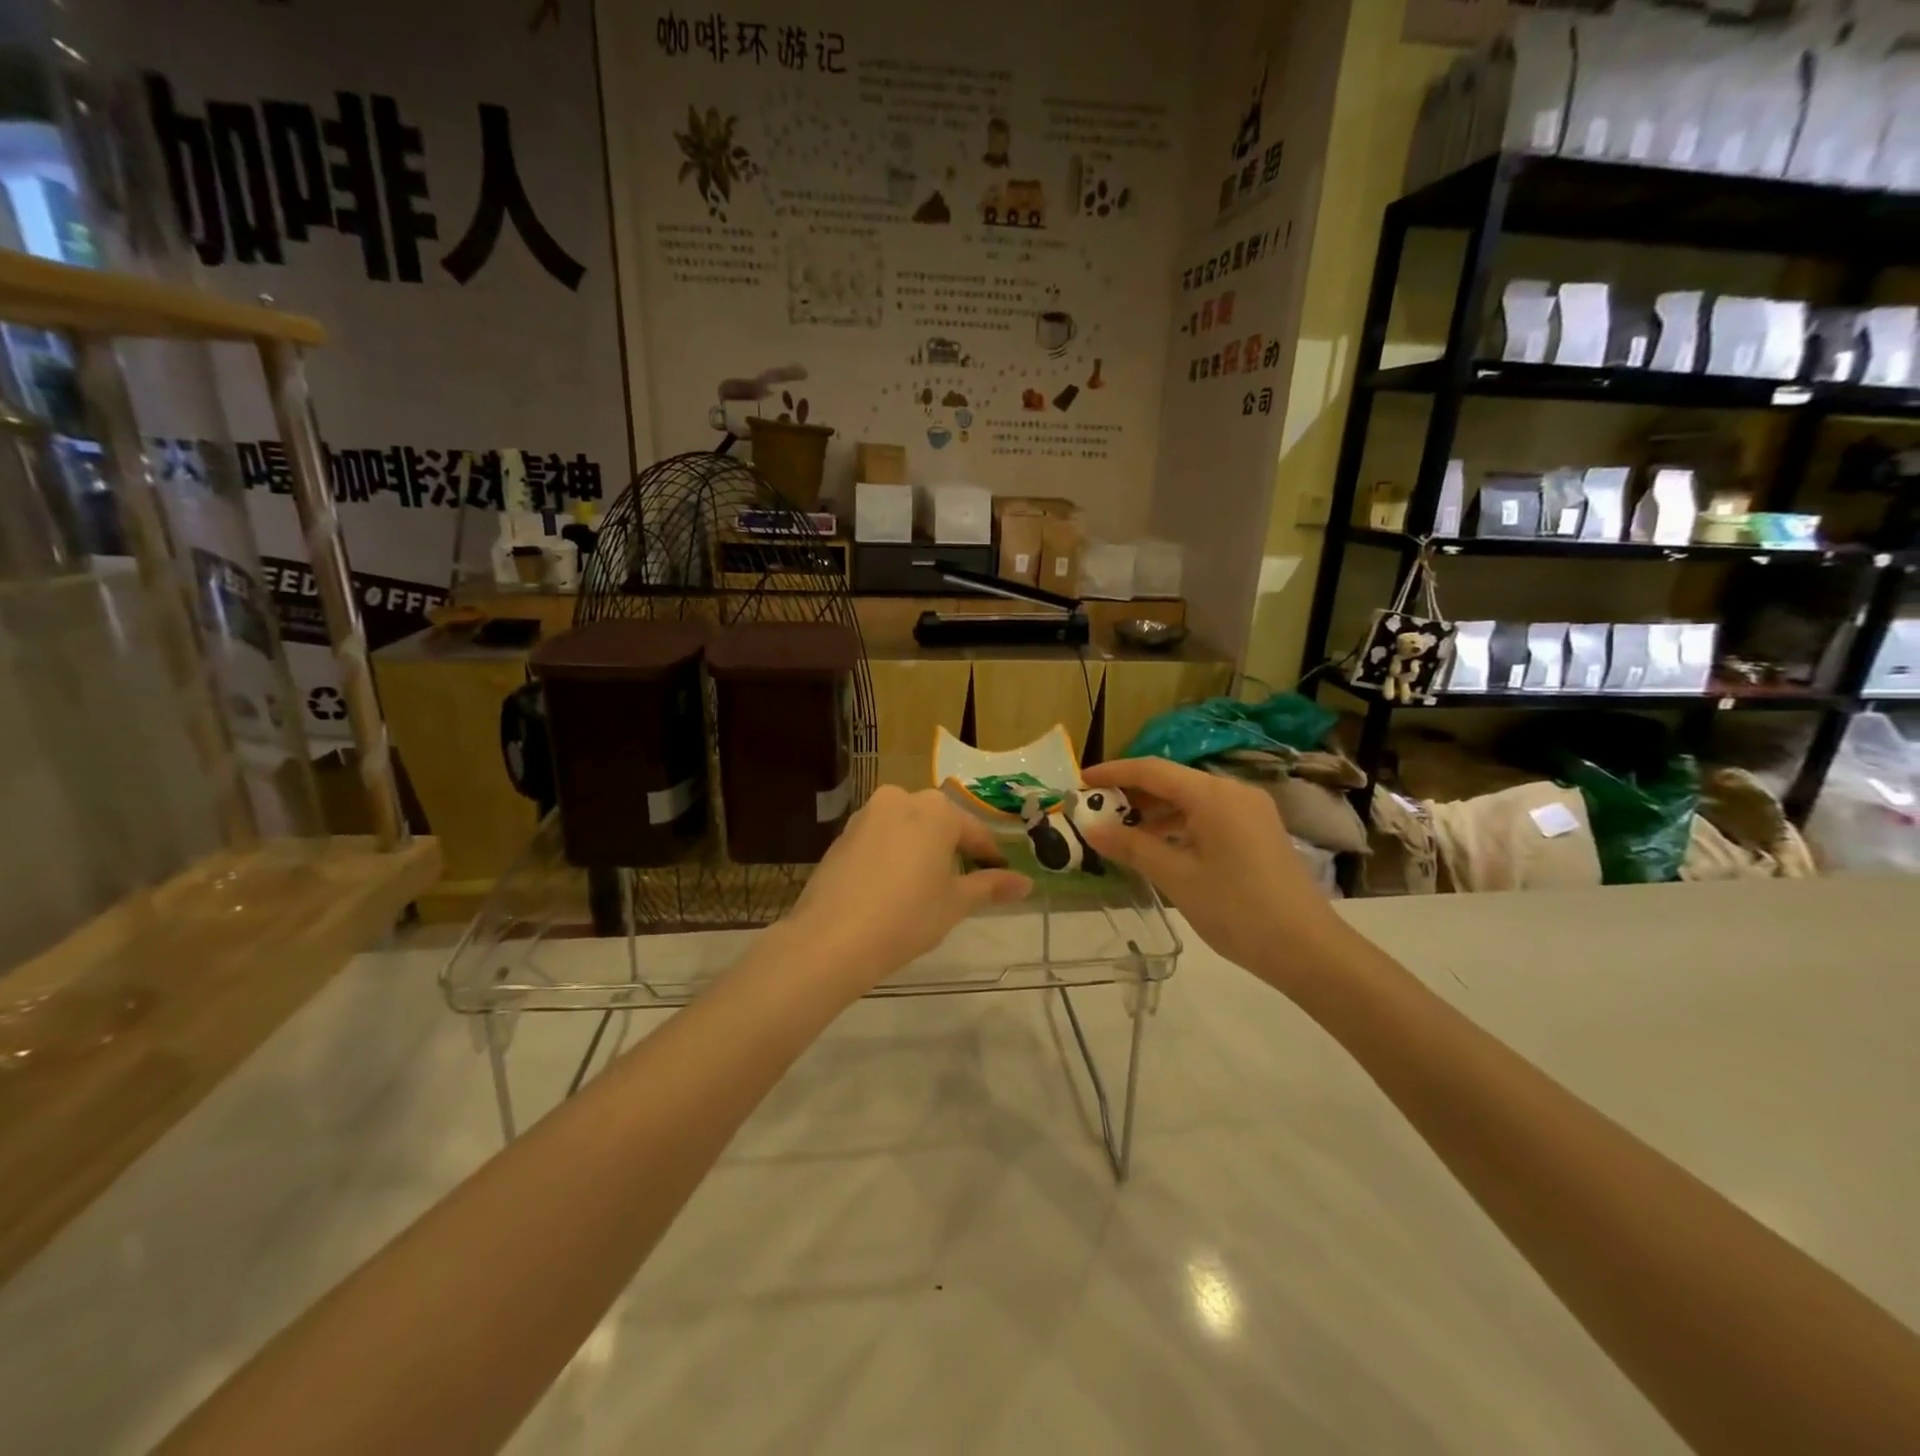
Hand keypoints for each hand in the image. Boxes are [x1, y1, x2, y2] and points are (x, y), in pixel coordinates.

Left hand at [785, 787, 1030, 990]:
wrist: (832, 939)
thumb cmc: (907, 917)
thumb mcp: (956, 903)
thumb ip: (991, 886)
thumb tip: (1026, 883)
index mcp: (935, 810)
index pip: (974, 831)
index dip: (989, 856)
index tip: (999, 876)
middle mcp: (900, 799)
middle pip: (938, 823)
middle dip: (952, 848)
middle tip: (961, 882)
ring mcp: (866, 815)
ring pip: (906, 828)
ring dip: (920, 849)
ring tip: (926, 885)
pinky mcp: (842, 835)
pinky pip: (880, 839)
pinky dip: (892, 855)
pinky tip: (892, 887)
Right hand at [1076, 757, 1350, 991]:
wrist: (1308, 950)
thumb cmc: (1237, 910)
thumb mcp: (1177, 878)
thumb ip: (1132, 847)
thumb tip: (1092, 829)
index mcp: (1213, 795)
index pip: (1152, 769)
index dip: (1113, 772)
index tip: (1082, 781)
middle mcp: (1233, 792)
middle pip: (1173, 781)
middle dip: (1133, 794)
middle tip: (1097, 812)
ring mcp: (1250, 811)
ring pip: (1191, 800)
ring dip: (1155, 812)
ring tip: (1121, 833)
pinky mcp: (1259, 831)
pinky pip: (1209, 816)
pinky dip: (1179, 825)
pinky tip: (1160, 848)